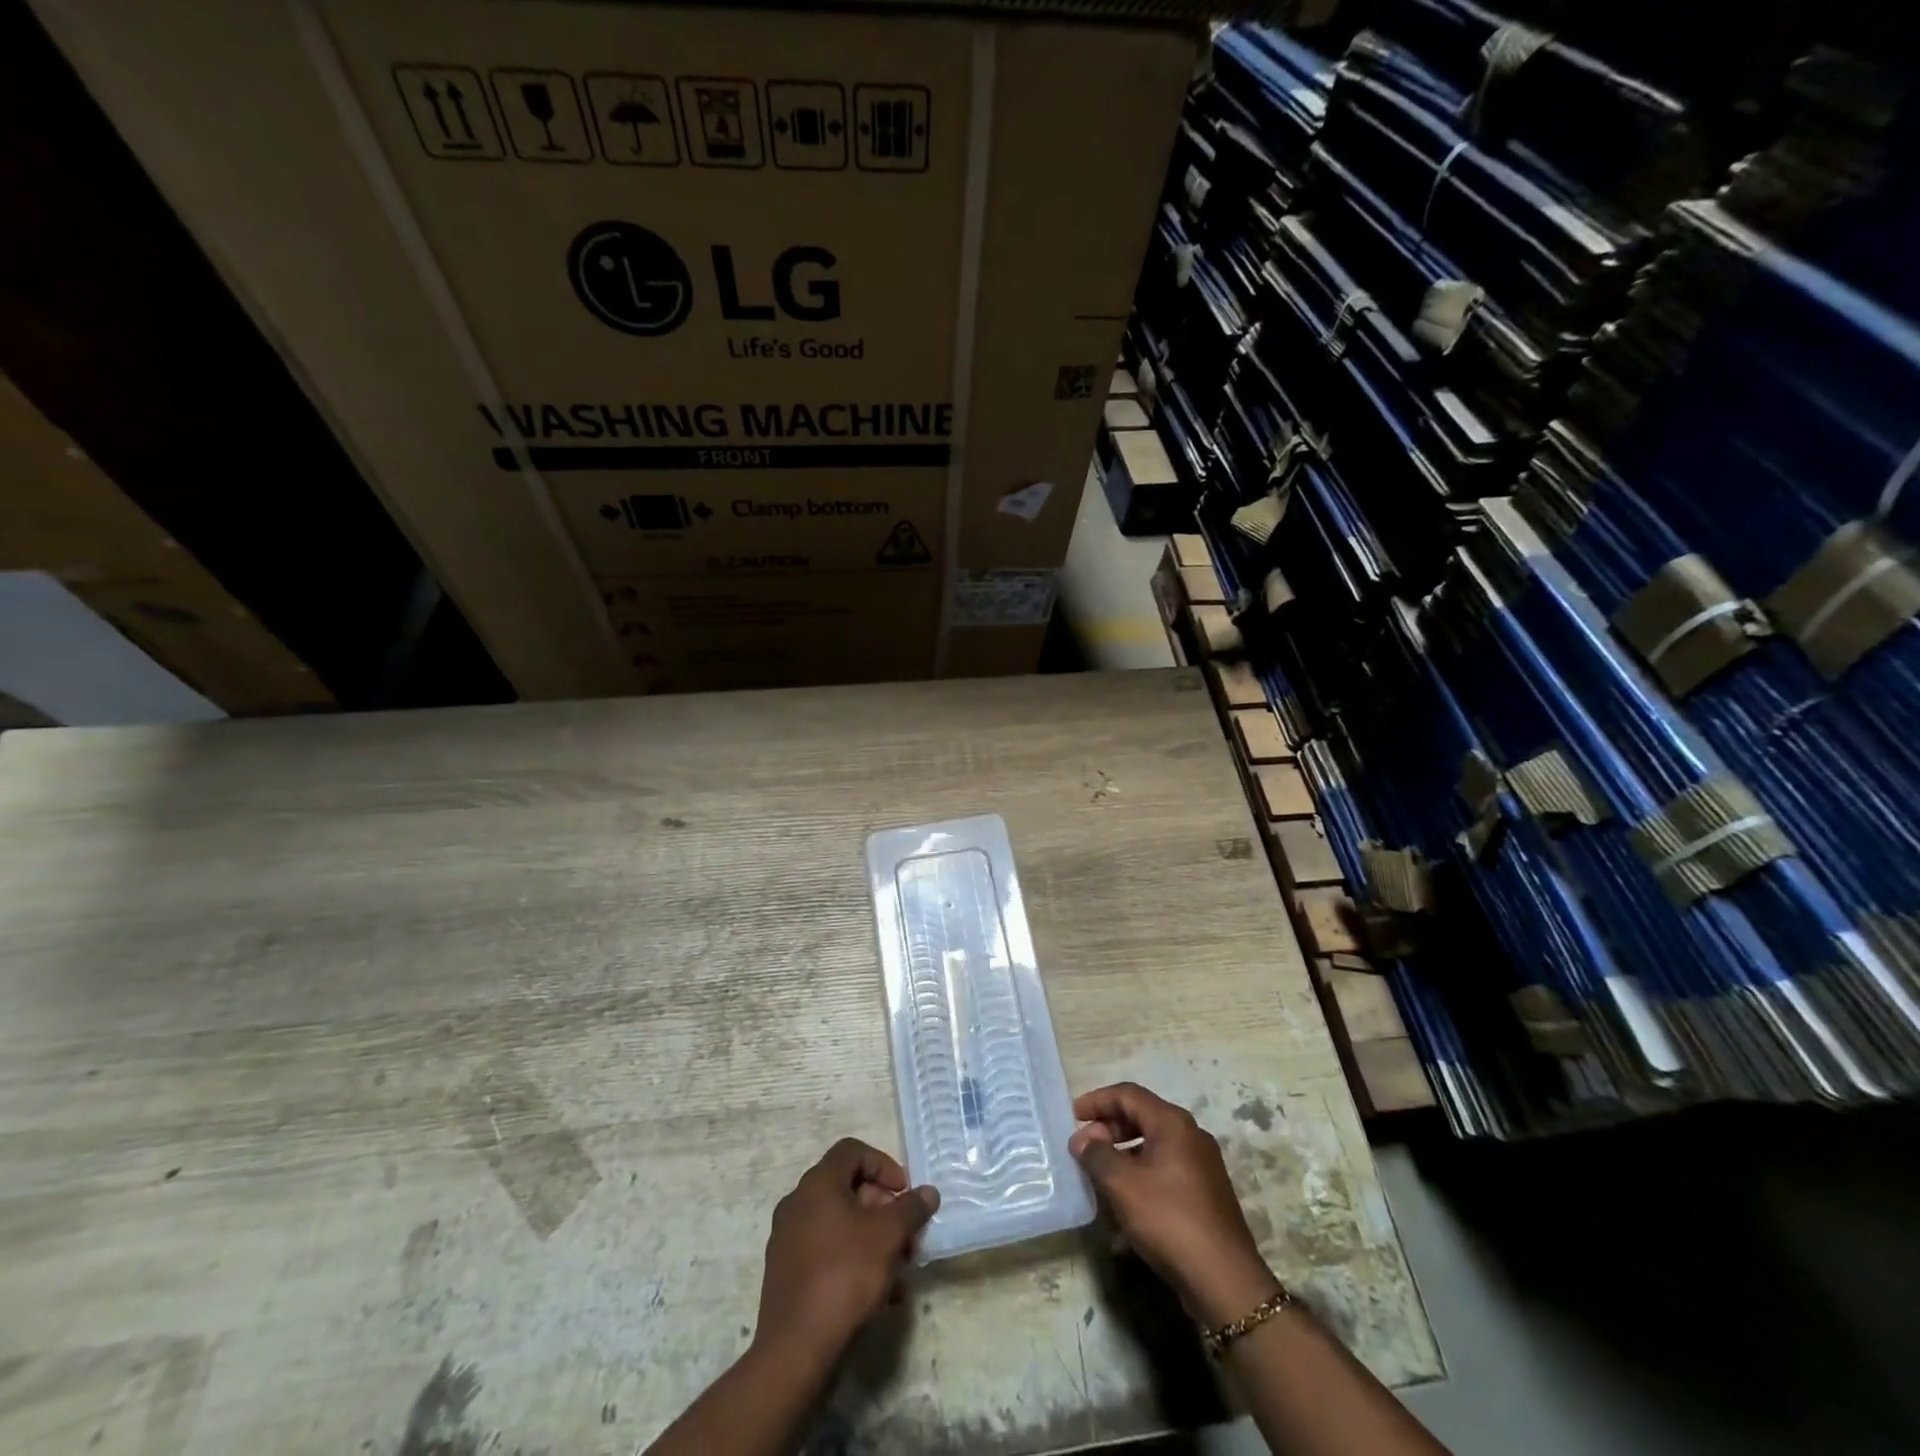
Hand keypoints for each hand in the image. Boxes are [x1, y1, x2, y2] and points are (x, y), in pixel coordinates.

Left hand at [753, 1138, 939, 1370]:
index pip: (852, 1151)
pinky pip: (826, 1252)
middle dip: (883, 1209)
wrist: (795, 1349)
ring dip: (872, 1239)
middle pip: (847, 1189)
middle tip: (907, 1235)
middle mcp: (797, 1203)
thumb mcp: (888, 1237)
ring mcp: (787, 1239)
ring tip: (899, 1271)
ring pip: (839, 1224)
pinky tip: (878, 1294)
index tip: (904, 1193)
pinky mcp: (786, 1273)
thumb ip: (910, 1208)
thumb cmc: (845, 1276)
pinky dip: (853, 1260)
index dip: (883, 1165)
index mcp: (817, 1184)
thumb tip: (928, 1192)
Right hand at [1070, 1082, 1279, 1327]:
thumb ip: (1097, 1155)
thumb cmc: (1169, 1219)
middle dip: (1108, 1128)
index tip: (1072, 1116)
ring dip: (1123, 1153)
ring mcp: (1201, 1164)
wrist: (1225, 1280)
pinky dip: (1140, 1174)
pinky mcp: (1205, 1193)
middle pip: (1141, 1116)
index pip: (1127, 1094)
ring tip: (1099, 1175)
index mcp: (1172, 1122)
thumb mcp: (1122, 1184)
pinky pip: (1165, 1169)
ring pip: (1153, 1145)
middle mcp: (1190, 1135)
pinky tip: (1125, 1202)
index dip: (1097, 1101)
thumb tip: (1082, 1138)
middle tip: (1083, 1147)